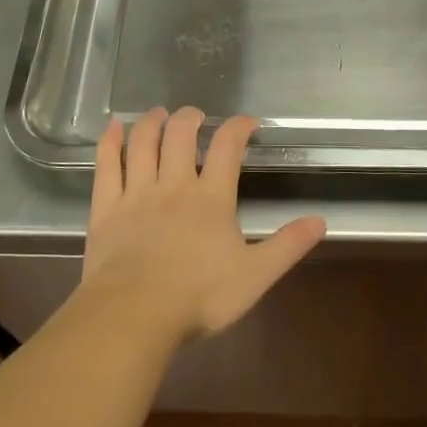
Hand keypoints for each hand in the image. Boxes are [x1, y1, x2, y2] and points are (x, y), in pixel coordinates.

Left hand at [81, 107, 325, 343]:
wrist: (135, 313)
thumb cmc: (199, 296)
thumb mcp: (255, 275)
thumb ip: (287, 246)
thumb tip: (320, 220)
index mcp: (211, 198)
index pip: (227, 147)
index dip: (238, 127)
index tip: (247, 122)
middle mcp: (174, 184)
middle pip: (181, 135)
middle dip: (190, 118)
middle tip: (195, 115)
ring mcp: (137, 193)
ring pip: (143, 143)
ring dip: (152, 122)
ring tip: (158, 114)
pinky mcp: (106, 208)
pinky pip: (107, 165)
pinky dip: (109, 142)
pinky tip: (112, 128)